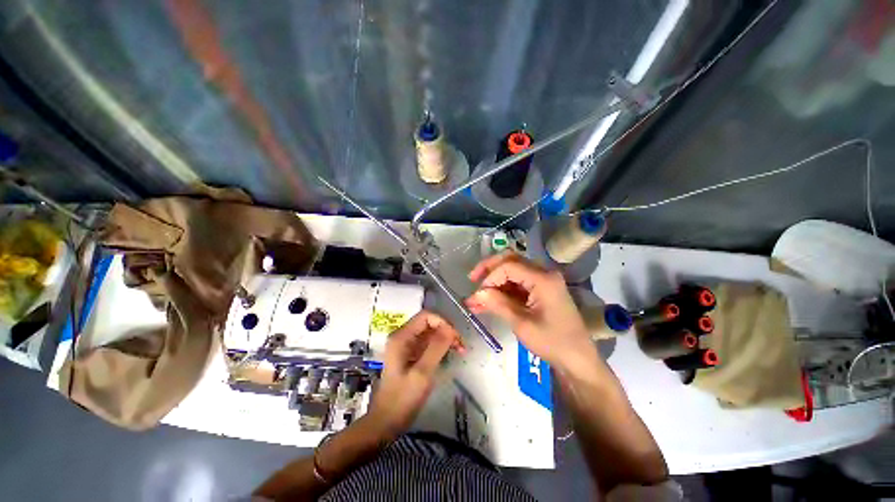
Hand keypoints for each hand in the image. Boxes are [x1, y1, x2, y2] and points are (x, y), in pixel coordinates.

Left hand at [367, 310, 463, 437]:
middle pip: (428, 323)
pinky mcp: (410, 355)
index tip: (455, 337)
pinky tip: (451, 354)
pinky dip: (441, 346)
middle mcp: (403, 337)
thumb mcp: (422, 373)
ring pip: (430, 332)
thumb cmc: (403, 399)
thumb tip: (451, 328)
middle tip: (461, 345)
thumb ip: (436, 348)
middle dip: (446, 330)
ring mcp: (406, 346)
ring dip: (446, 338)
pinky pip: (428, 343)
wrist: (386, 422)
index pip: (426, 316)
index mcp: (401, 337)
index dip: (443, 322)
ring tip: (460, 350)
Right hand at [465, 252, 595, 371]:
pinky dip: (501, 291)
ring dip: (493, 283)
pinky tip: (487, 303)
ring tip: (476, 299)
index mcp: (543, 278)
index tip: (479, 294)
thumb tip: (476, 293)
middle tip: (472, 279)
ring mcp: (542, 281)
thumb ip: (498, 304)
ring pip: (511, 272)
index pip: (509, 266)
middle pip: (510, 261)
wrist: (577, 360)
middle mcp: (543, 273)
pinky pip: (516, 284)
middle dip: (489, 269)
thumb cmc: (552, 342)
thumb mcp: (522, 324)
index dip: (490, 277)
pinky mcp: (540, 290)